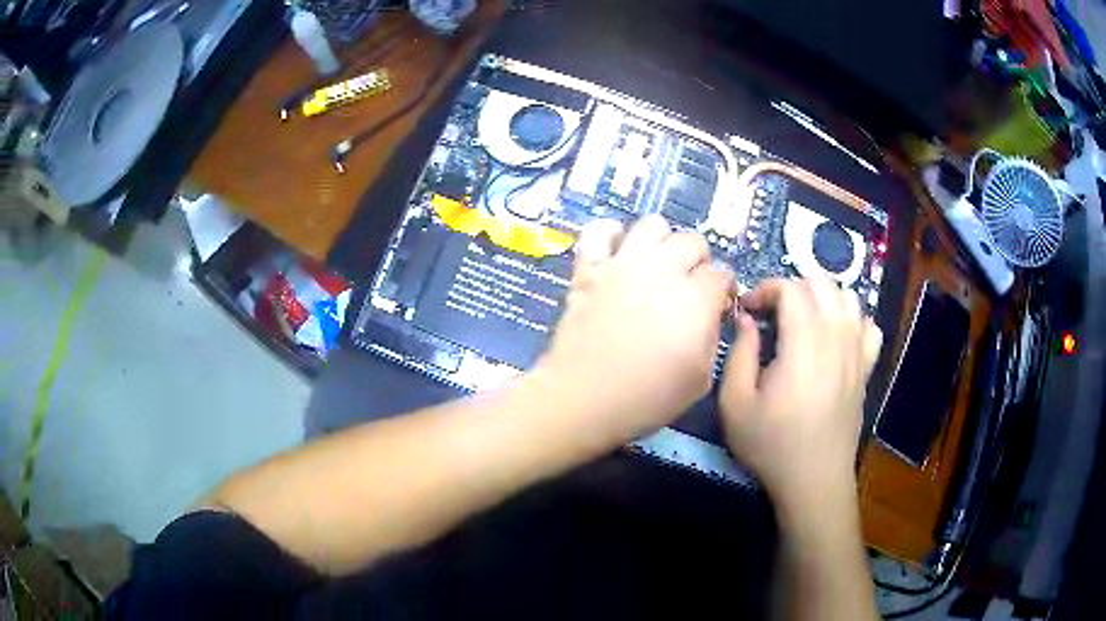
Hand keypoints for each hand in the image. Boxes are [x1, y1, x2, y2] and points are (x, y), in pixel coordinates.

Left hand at [535, 215, 733, 445]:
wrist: (584, 398)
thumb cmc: (647, 397)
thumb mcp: (700, 379)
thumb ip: (712, 338)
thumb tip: (710, 316)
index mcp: (695, 298)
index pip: (722, 274)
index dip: (723, 290)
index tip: (717, 306)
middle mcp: (662, 269)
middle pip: (692, 241)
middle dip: (698, 261)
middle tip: (688, 286)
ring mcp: (622, 264)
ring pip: (652, 224)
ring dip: (661, 241)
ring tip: (655, 265)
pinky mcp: (589, 268)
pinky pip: (598, 231)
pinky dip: (609, 235)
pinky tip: (616, 253)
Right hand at [719, 278, 881, 511]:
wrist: (814, 481)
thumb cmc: (771, 445)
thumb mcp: (735, 405)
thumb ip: (739, 354)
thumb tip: (747, 320)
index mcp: (804, 345)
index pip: (791, 289)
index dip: (765, 289)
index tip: (747, 310)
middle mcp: (836, 339)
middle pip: (822, 285)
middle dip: (792, 287)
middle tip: (771, 313)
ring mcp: (857, 353)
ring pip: (849, 298)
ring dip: (822, 298)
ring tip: (802, 320)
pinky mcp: (866, 370)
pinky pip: (868, 326)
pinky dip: (852, 319)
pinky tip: (835, 337)